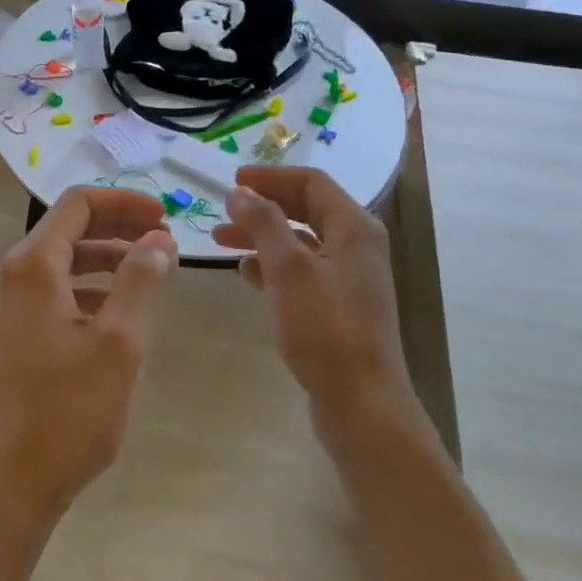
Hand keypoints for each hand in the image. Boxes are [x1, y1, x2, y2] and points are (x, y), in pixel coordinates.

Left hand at [0, 187, 177, 524]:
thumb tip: (158, 239)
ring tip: (152, 274)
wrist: (10, 484)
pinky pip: (56, 293)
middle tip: (165, 240)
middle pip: (70, 228)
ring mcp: (10, 307)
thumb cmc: (68, 411)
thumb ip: (140, 280)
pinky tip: (120, 315)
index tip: (165, 216)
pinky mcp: (14, 335)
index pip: (78, 204)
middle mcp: (14, 276)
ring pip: (64, 262)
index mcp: (34, 266)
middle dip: (119, 227)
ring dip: (108, 259)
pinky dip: (91, 289)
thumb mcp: (119, 342)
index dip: (124, 202)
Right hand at [212, 167, 430, 447]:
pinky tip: (245, 273)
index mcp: (354, 228)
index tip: (231, 181)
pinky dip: (272, 265)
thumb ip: (264, 224)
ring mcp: (349, 278)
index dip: (270, 177)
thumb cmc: (325, 329)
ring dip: (262, 235)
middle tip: (223, 209)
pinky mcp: (338, 307)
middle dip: (263, 205)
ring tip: (220, 239)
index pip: (311, 182)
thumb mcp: (289, 269)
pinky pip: (301, 271)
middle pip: (306, 209)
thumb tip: (240, 191)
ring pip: (300, 241)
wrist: (361, 403)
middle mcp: (357, 246)